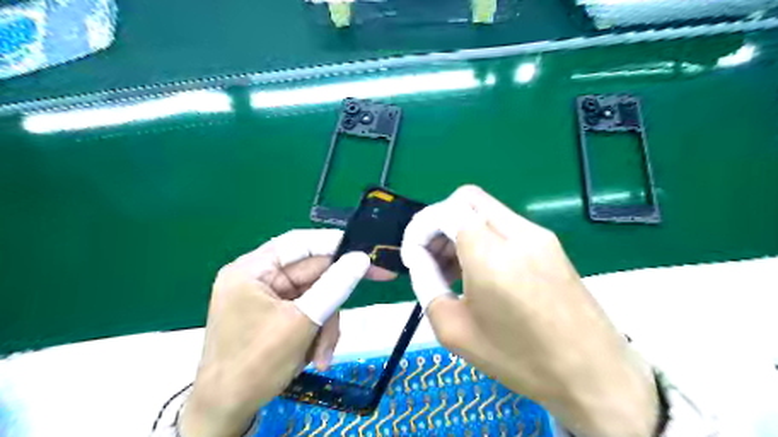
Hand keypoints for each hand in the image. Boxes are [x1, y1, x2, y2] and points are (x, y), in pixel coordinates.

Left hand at [182, 229, 395, 436]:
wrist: (226, 412)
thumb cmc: (256, 364)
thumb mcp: (301, 322)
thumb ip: (334, 286)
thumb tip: (362, 258)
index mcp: (252, 269)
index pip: (300, 243)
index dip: (335, 243)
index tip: (366, 250)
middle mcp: (259, 278)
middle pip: (312, 273)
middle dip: (333, 299)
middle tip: (377, 283)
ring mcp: (268, 298)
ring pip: (315, 296)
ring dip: (325, 324)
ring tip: (322, 355)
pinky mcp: (276, 316)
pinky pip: (308, 312)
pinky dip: (316, 333)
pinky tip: (314, 356)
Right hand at [404, 184, 658, 436]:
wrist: (595, 375)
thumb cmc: (520, 359)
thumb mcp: (455, 330)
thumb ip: (427, 284)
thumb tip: (419, 258)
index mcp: (491, 254)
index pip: (445, 211)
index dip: (421, 228)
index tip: (415, 256)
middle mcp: (517, 232)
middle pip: (465, 199)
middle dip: (439, 223)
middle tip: (432, 258)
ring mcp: (539, 234)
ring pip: (484, 209)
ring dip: (460, 229)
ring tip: (453, 269)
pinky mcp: (551, 243)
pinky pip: (504, 224)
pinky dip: (482, 236)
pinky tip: (481, 271)